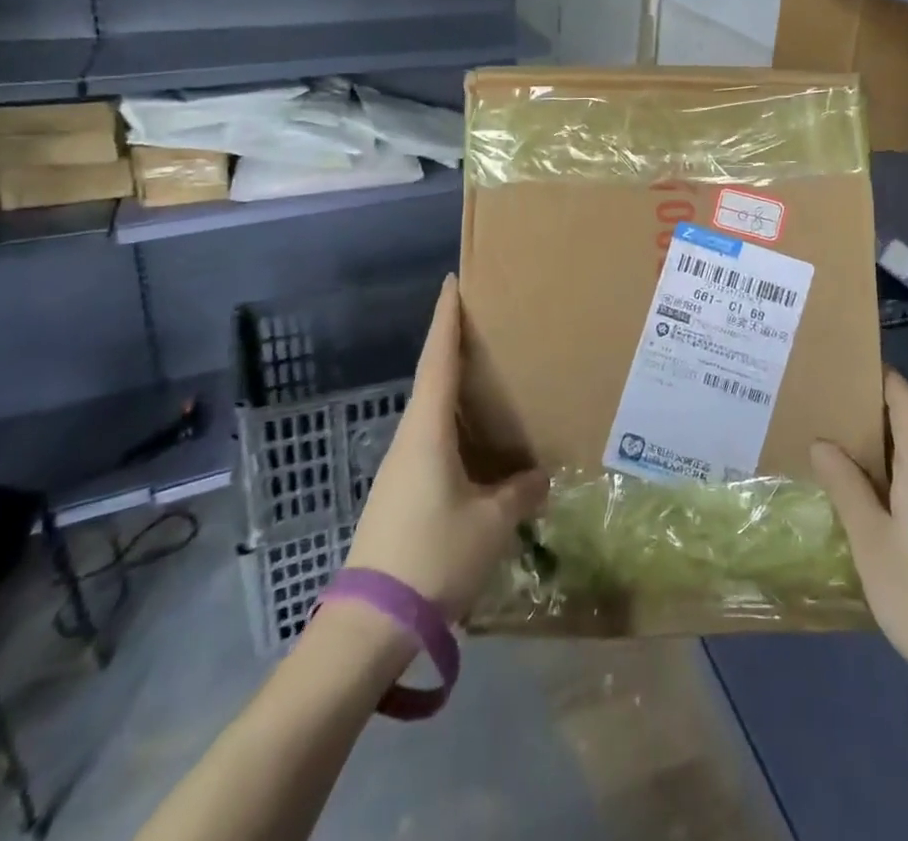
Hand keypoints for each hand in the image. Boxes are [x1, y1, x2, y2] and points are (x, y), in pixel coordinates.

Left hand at [345, 275, 547, 621]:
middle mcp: (409, 439)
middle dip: (454, 348)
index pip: (438, 360)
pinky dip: (455, 428)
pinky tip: (477, 445)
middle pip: (432, 380)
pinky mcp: (400, 494)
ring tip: (489, 381)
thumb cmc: (433, 556)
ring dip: (455, 391)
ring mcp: (400, 468)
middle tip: (485, 326)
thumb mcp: (491, 524)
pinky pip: (432, 442)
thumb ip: (520, 493)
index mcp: (428, 431)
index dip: (446, 319)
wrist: (370, 626)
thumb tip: (538, 476)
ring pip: (432, 414)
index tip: (451, 282)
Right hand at [812, 371, 907, 732]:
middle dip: (876, 427)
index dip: (889, 380)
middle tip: (834, 428)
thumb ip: (846, 487)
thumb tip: (824, 442)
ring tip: (849, 479)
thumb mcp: (870, 543)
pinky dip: (905, 496)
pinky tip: (883, 526)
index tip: (859, 366)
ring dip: (889, 468)